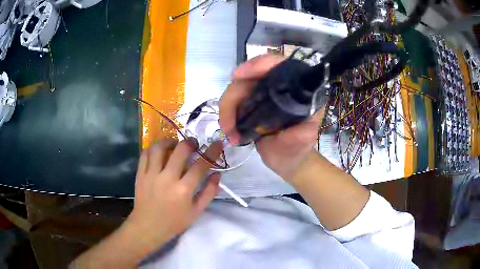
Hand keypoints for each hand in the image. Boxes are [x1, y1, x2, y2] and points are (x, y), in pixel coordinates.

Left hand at [126, 138, 222, 253]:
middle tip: (193, 143)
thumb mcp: (196, 212)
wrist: (148, 227)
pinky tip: (159, 151)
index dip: (212, 152)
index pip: (201, 165)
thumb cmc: (174, 222)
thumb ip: (209, 193)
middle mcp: (167, 179)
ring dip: (169, 141)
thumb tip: (217, 174)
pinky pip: (145, 154)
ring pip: (159, 148)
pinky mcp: (140, 174)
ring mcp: (151, 175)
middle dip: (190, 142)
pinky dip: (153, 148)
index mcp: (183, 190)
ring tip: (174, 144)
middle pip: (180, 150)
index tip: (217, 143)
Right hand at [219, 54, 323, 180]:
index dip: (258, 65)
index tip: (239, 76)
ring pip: (236, 89)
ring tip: (230, 133)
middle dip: (233, 98)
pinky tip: (230, 130)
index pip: (277, 65)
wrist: (286, 160)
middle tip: (228, 125)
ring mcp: (262, 95)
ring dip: (227, 109)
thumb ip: (301, 136)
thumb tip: (302, 128)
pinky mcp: (250, 104)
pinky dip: (227, 114)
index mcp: (295, 89)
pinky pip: (233, 101)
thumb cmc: (297, 149)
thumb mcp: (301, 143)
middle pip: (249, 77)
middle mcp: (277, 86)